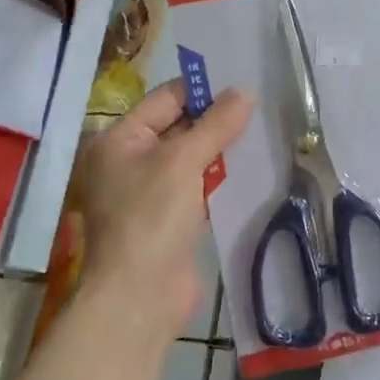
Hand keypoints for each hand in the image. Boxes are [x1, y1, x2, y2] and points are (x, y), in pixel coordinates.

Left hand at [75, 80, 253, 344]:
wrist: (140, 296)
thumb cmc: (151, 218)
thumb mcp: (184, 162)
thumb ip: (216, 124)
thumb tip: (245, 91)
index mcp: (119, 139)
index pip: (165, 98)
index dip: (202, 89)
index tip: (243, 83)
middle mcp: (129, 160)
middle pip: (178, 125)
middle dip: (215, 118)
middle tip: (259, 106)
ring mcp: (148, 190)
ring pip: (190, 156)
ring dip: (219, 147)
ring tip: (260, 131)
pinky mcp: (168, 217)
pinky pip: (195, 184)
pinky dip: (217, 176)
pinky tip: (248, 167)